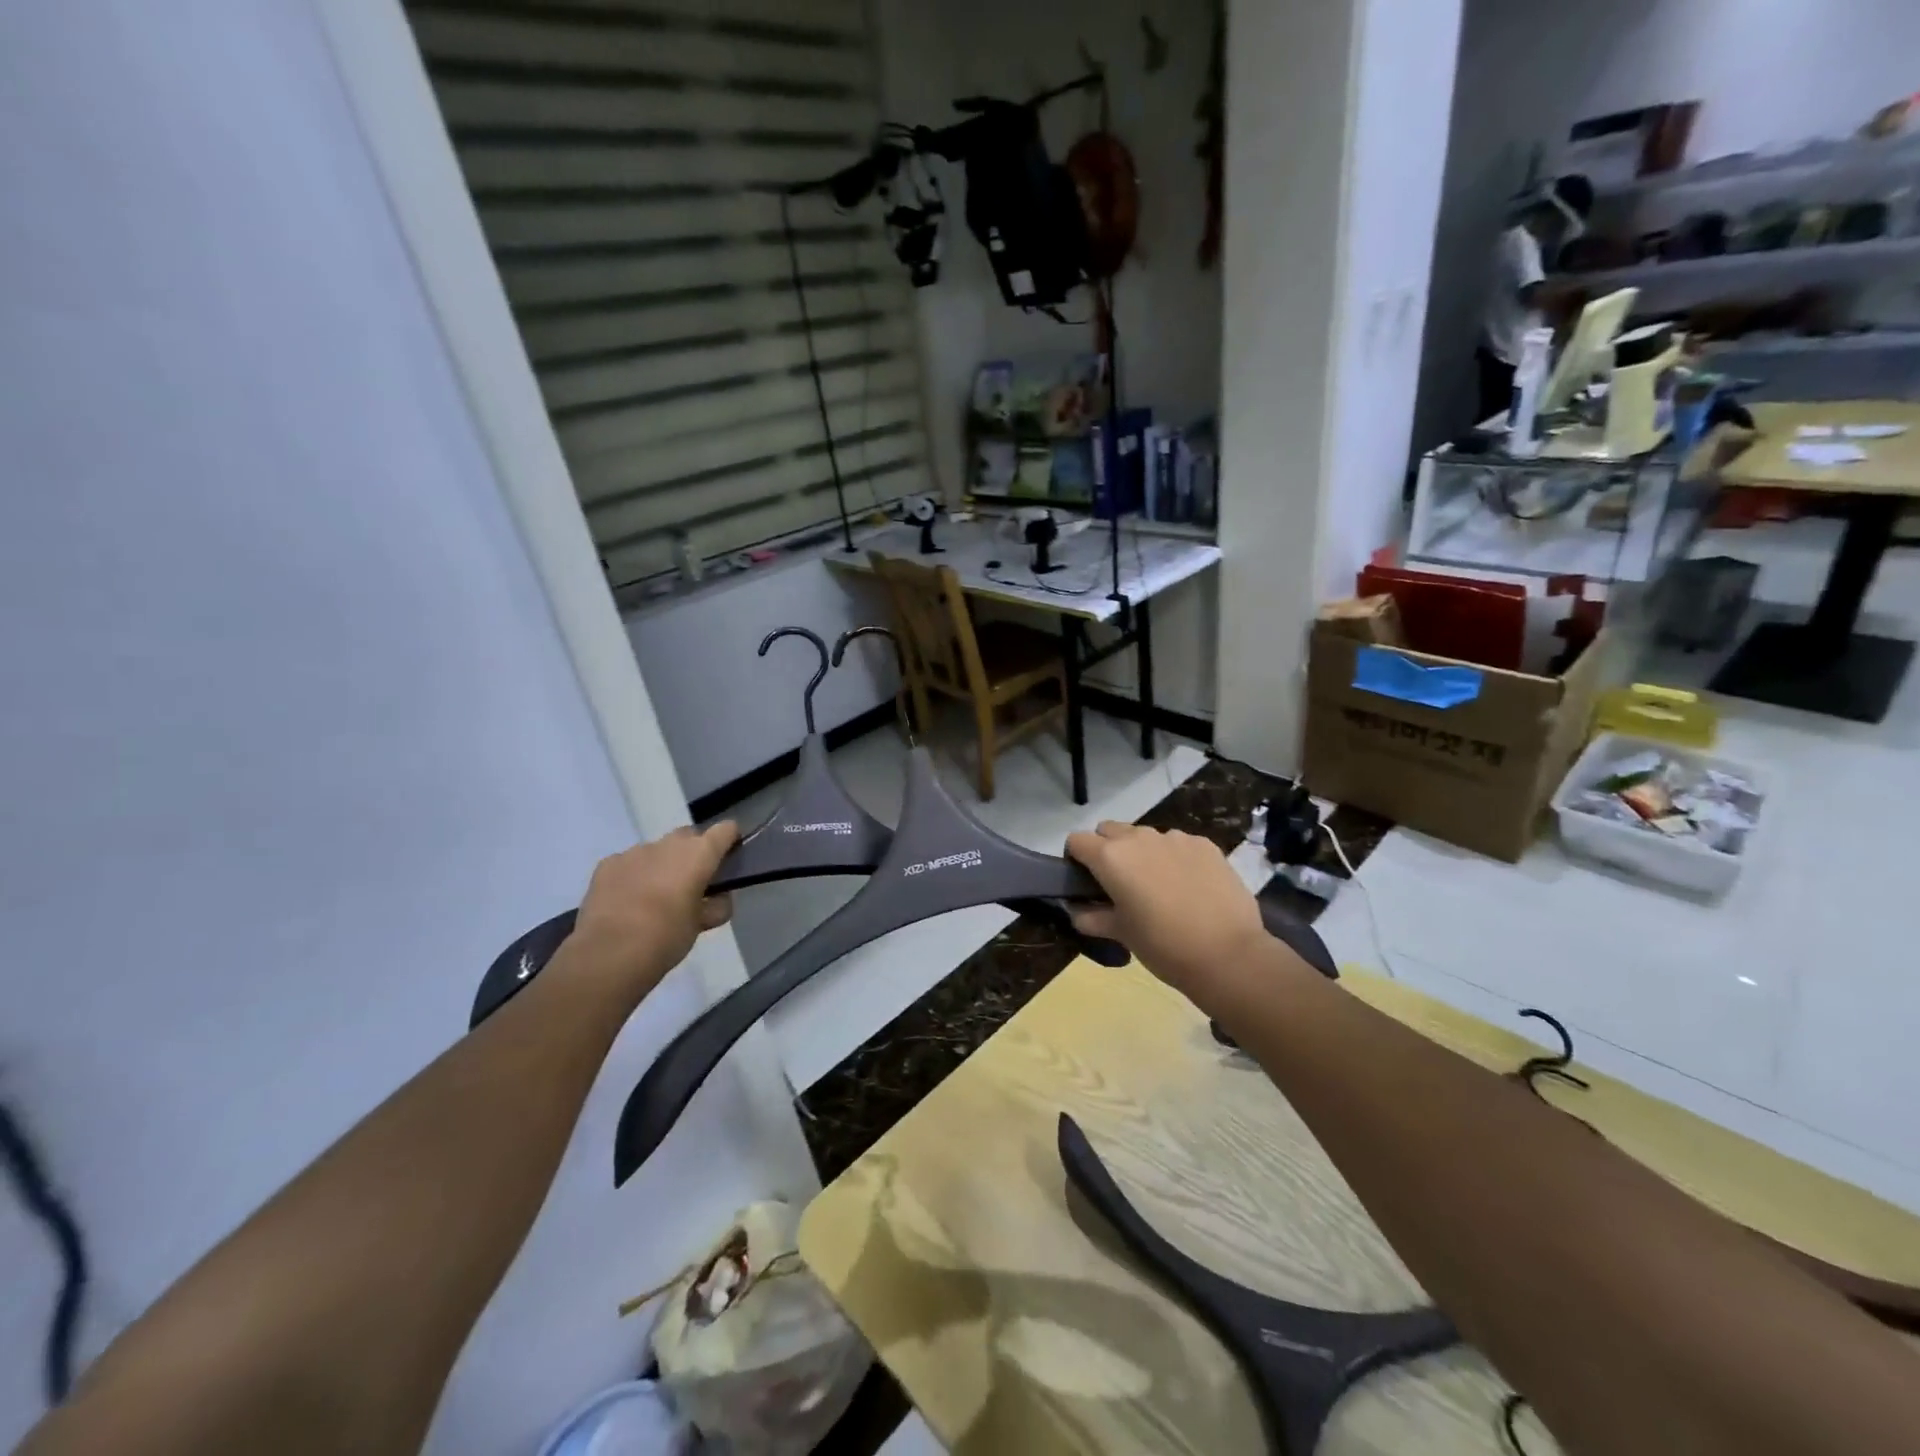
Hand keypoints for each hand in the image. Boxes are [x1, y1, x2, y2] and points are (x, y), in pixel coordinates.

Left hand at [569, 823, 739, 997]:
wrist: (611, 953)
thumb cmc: (667, 936)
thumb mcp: (701, 925)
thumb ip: (716, 906)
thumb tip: (718, 899)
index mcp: (699, 854)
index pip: (725, 830)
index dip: (730, 840)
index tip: (730, 856)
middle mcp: (668, 844)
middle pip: (688, 836)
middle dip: (693, 853)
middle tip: (692, 882)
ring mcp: (634, 851)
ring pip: (656, 850)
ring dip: (661, 865)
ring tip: (654, 896)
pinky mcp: (607, 864)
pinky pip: (627, 863)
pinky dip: (633, 875)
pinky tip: (627, 901)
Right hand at [1065, 822, 1272, 1006]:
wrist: (1228, 955)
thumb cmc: (1163, 946)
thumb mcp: (1121, 934)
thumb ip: (1091, 918)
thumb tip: (1078, 911)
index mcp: (1111, 857)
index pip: (1077, 841)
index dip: (1076, 859)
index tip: (1086, 882)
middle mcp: (1139, 838)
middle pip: (1110, 831)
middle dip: (1108, 850)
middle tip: (1120, 885)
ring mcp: (1175, 838)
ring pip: (1146, 836)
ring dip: (1142, 854)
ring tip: (1159, 888)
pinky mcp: (1205, 844)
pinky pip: (1178, 844)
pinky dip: (1174, 858)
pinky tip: (1189, 887)